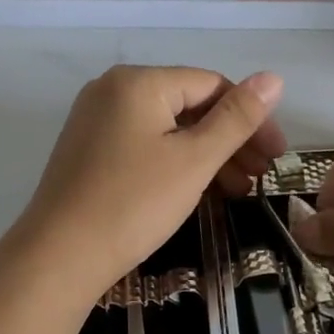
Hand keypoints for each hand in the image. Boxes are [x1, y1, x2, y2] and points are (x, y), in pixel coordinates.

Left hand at [14, 65, 285, 294]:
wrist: (59, 256)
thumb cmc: (134, 203)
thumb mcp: (195, 160)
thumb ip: (237, 118)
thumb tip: (273, 77)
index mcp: (139, 82)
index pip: (212, 85)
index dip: (251, 119)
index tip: (275, 157)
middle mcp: (113, 90)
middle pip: (189, 106)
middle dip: (230, 141)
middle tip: (260, 178)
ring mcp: (96, 120)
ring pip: (167, 129)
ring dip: (207, 156)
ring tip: (236, 191)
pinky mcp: (88, 150)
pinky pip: (144, 145)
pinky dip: (176, 164)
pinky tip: (198, 191)